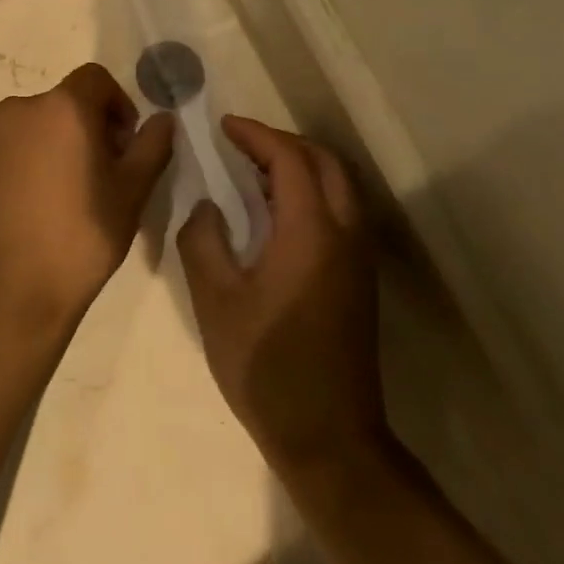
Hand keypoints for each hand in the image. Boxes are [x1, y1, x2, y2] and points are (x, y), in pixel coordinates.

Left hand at [0, 63, 174, 335]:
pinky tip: (35, 205)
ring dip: (55, 143)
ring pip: (33, 126)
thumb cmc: (81, 236)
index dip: (118, 103)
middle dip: (88, 125)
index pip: (95, 79)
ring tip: (67, 191)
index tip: (125, 142)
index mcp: (61, 107)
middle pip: (63, 102)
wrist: (11, 291)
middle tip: (103, 171)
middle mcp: (19, 110)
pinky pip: (8, 149)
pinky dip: (26, 162)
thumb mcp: (132, 192)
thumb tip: (162, 119)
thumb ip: (151, 146)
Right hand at [179, 118, 392, 475]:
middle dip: (284, 143)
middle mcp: (345, 234)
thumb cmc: (265, 365)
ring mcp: (359, 258)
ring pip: (339, 186)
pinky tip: (276, 215)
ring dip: (301, 166)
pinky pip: (341, 211)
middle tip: (241, 145)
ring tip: (254, 173)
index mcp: (311, 232)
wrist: (327, 437)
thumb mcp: (215, 300)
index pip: (290, 159)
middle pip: (325, 163)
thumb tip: (208, 207)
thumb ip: (203, 240)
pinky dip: (312, 192)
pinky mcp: (360, 279)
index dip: (256, 135)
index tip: (223, 126)